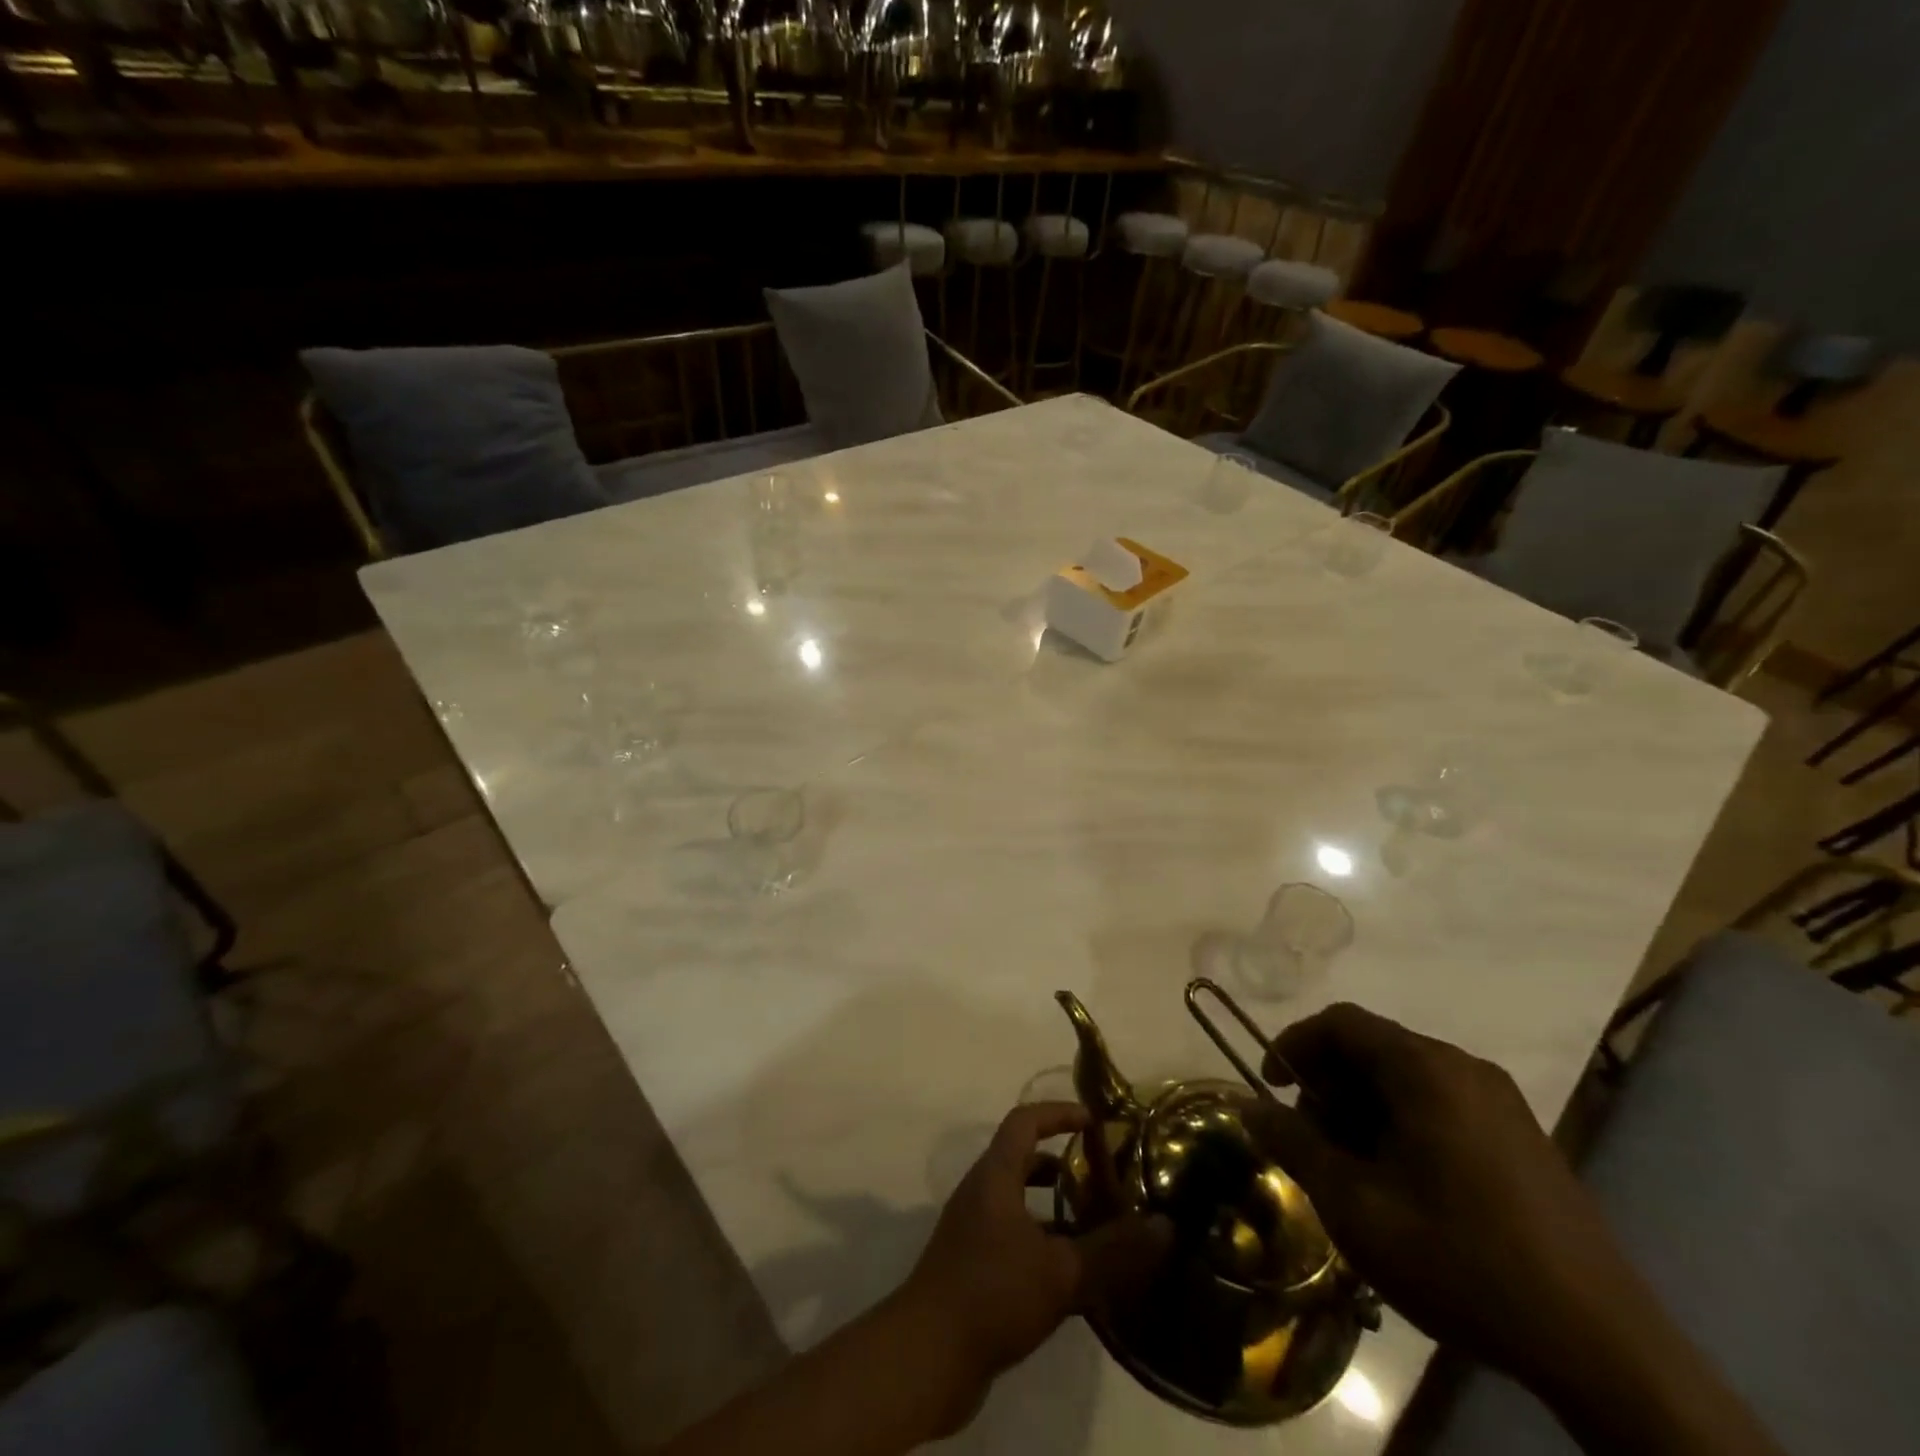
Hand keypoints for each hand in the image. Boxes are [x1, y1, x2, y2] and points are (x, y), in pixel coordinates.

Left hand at [900, 1103, 1170, 1419]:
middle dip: (1061, 1163)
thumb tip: (1166, 1226)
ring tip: (1096, 1227)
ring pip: (1019, 1202)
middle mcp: (981, 1193)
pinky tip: (1072, 1277)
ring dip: (1054, 1208)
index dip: (1058, 1113)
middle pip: (1022, 1160)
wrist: (926, 1357)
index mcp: (995, 1176)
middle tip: (1102, 1178)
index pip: (1025, 1121)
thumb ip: (1113, 1251)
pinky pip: (1013, 1237)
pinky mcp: (972, 1267)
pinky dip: (1042, 1242)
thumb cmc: (991, 1293)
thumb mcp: (1061, 1272)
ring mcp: (972, 1231)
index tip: (1094, 1121)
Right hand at [1249, 1004, 1631, 1386]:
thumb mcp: (1356, 1207)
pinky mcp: (1522, 1137)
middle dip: (1328, 1087)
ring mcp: (1500, 1102)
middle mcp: (1464, 1068)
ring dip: (1363, 1110)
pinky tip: (1403, 1186)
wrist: (1604, 1348)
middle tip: (1313, 1144)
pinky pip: (1441, 1105)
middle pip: (1372, 1048)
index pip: (1341, 1022)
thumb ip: (1294, 1145)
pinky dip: (1402, 1125)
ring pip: (1406, 1079)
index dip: (1294, 1044)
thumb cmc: (1462, 1260)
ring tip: (1354, 1173)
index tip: (1271, 1087)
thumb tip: (1248, 1106)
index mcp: (1426, 1070)